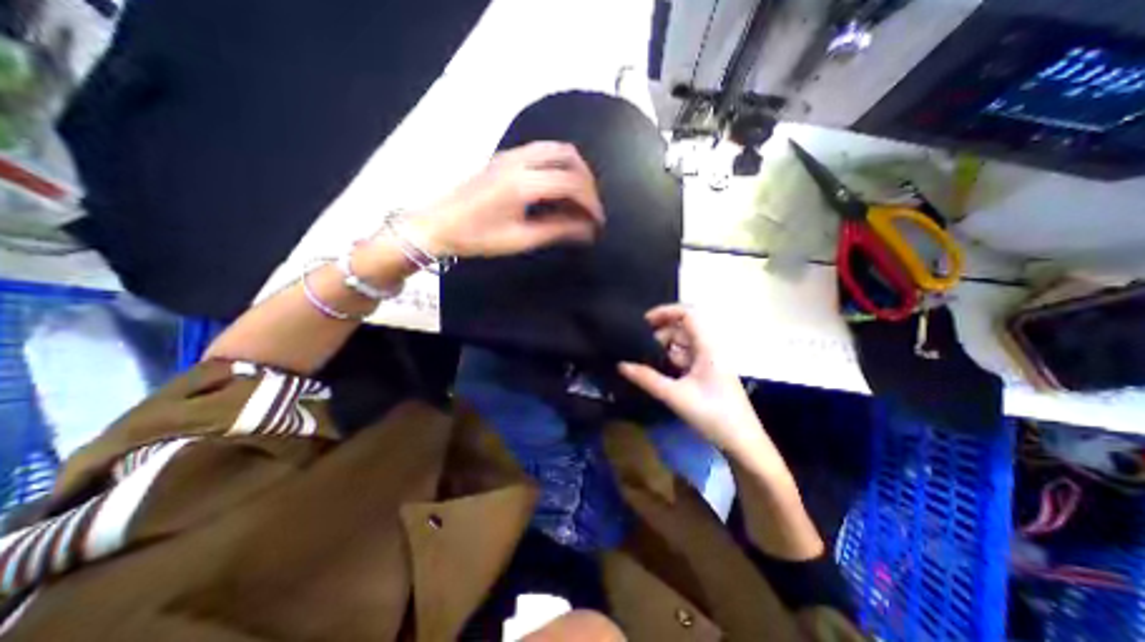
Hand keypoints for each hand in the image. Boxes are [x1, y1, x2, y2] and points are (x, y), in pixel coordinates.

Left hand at [411, 140, 608, 257]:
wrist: (437, 224)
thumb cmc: (478, 237)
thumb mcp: (521, 239)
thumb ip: (558, 231)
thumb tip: (588, 231)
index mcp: (523, 183)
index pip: (571, 183)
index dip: (591, 203)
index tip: (598, 222)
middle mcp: (519, 160)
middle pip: (569, 156)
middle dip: (587, 182)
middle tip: (591, 207)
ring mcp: (510, 155)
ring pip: (556, 149)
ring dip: (574, 170)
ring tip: (578, 198)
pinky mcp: (504, 157)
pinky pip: (542, 152)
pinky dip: (559, 166)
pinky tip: (557, 189)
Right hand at [624, 303, 771, 455]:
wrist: (742, 442)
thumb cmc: (713, 415)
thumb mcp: (676, 396)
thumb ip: (647, 379)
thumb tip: (621, 365)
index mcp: (708, 347)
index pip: (688, 314)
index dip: (665, 312)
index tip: (644, 322)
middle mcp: (710, 348)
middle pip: (682, 329)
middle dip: (660, 334)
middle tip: (639, 348)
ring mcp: (710, 361)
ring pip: (683, 344)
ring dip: (664, 349)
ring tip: (644, 360)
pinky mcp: (708, 373)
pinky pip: (686, 358)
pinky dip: (671, 360)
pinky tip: (658, 371)